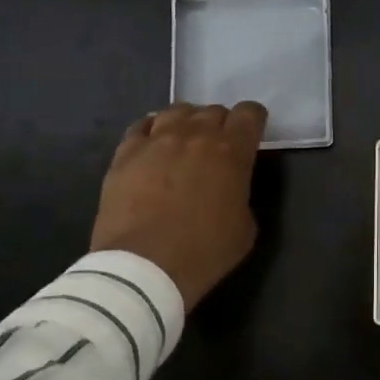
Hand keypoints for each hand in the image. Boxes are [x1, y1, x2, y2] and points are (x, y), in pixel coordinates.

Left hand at [90, 101, 267, 307]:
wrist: (143, 268)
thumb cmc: (203, 252)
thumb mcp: (245, 228)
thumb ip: (242, 195)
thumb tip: (230, 188)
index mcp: (231, 151)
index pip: (249, 113)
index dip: (253, 121)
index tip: (251, 135)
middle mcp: (195, 135)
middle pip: (213, 111)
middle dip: (220, 125)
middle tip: (216, 149)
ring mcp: (157, 140)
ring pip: (177, 111)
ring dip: (186, 123)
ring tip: (183, 142)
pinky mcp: (125, 153)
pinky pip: (141, 127)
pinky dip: (151, 132)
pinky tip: (152, 147)